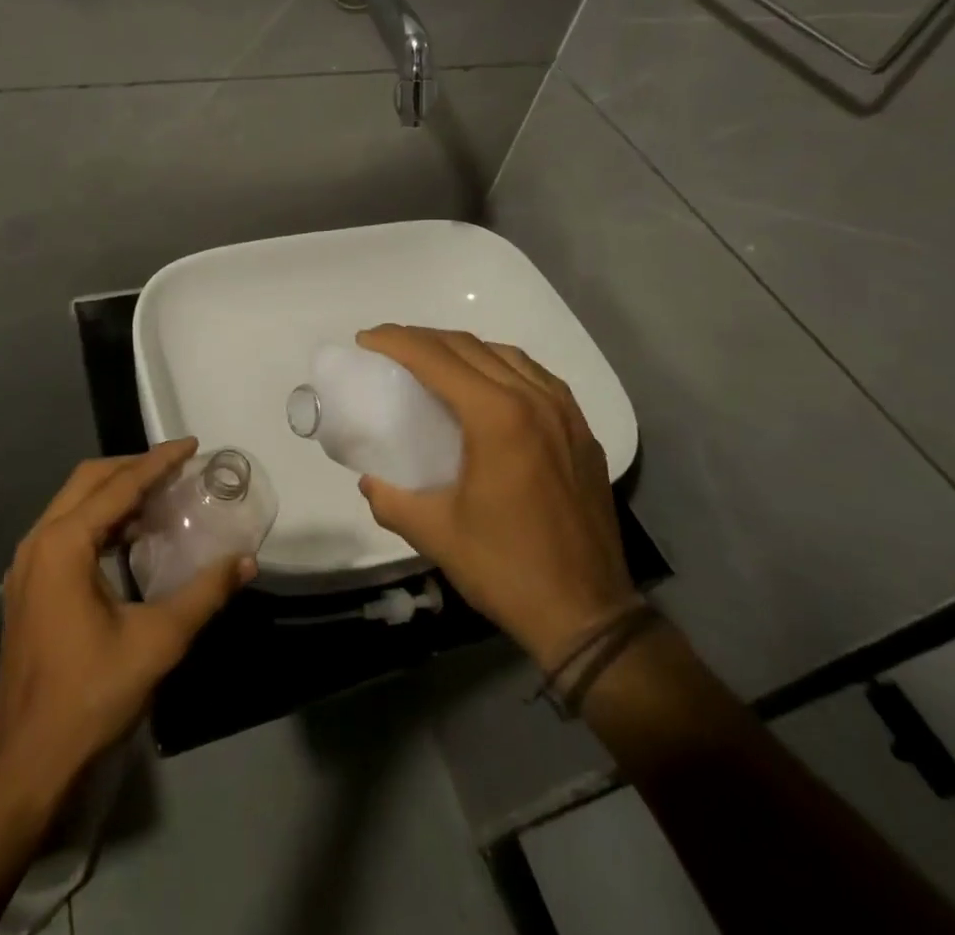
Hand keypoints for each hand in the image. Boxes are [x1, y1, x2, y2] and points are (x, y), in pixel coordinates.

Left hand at [0, 439, 253, 797]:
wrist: (28, 762)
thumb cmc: (90, 694)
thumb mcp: (158, 640)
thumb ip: (205, 593)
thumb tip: (247, 561)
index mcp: (64, 544)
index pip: (119, 485)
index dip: (159, 461)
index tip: (192, 445)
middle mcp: (39, 542)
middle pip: (89, 480)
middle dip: (134, 467)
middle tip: (177, 467)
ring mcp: (28, 565)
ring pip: (74, 503)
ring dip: (116, 491)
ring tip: (161, 494)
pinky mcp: (29, 586)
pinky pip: (67, 529)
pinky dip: (101, 518)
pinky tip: (132, 536)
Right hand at [355, 325, 636, 669]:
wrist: (588, 614)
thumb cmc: (506, 569)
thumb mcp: (435, 533)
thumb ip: (391, 499)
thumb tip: (369, 480)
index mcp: (497, 417)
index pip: (436, 358)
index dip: (396, 341)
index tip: (366, 339)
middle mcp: (534, 399)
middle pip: (469, 347)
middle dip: (423, 338)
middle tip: (389, 347)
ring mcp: (565, 413)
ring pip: (506, 355)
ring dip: (463, 348)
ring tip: (433, 361)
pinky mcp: (582, 431)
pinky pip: (536, 376)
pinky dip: (501, 366)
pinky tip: (487, 385)